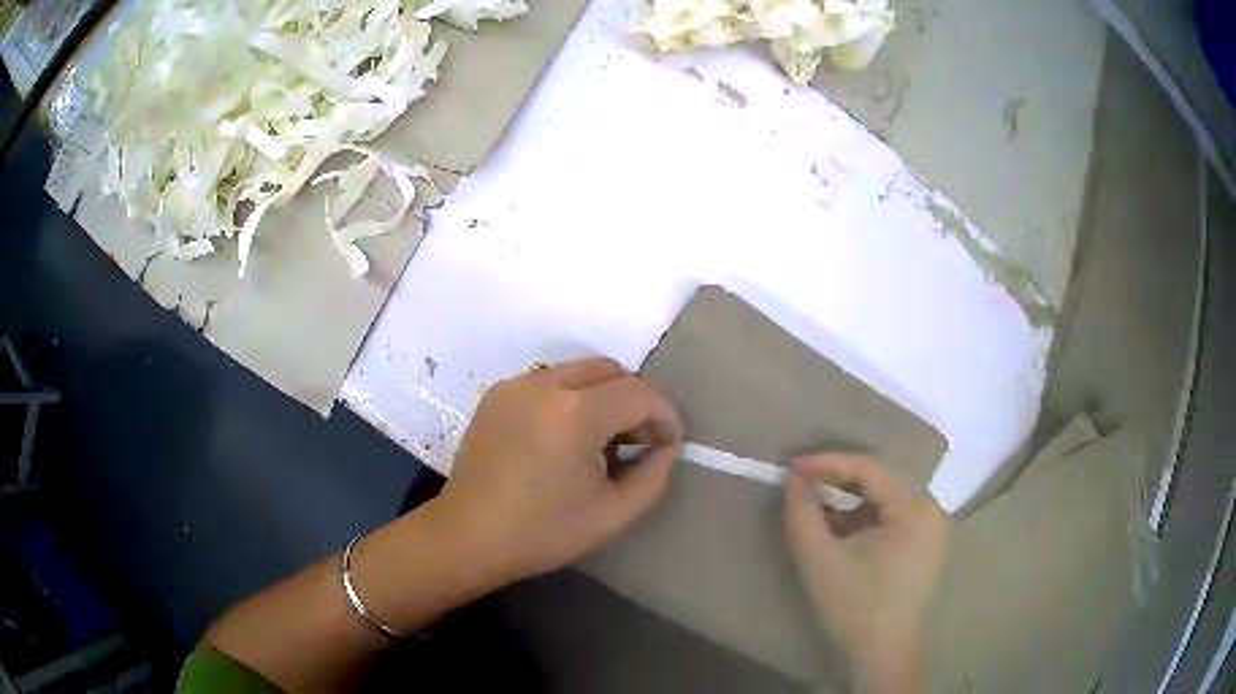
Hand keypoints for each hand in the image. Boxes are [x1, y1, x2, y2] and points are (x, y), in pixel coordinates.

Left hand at [437, 357, 683, 587]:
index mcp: (575, 413)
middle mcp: (544, 384)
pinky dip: (570, 399)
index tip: (668, 444)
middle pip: (611, 370)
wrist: (468, 536)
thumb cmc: (543, 532)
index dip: (665, 415)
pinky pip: (549, 381)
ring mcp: (516, 384)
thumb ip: (654, 474)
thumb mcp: (614, 513)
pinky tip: (563, 438)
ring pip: (580, 371)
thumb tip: (665, 445)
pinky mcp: (497, 393)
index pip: (640, 392)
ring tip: (600, 441)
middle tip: (637, 441)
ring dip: (603, 397)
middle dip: (635, 400)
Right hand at [783, 453, 949, 691]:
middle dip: (837, 480)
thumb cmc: (854, 605)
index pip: (870, 469)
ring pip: (882, 499)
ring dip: (848, 501)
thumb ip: (802, 513)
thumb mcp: (820, 559)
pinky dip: (861, 518)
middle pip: (879, 481)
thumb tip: (793, 478)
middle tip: (801, 482)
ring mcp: (929, 528)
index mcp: (916, 509)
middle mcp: (930, 510)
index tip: (792, 466)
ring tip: (814, 506)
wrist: (880, 653)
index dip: (828, 462)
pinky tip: (837, 530)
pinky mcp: (922, 545)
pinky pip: (889, 517)